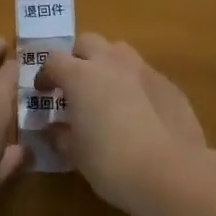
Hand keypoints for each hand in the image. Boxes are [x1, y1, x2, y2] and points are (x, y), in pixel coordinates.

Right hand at [36, 34, 208, 215]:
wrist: (171, 173)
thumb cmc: (111, 162)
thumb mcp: (76, 153)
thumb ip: (60, 135)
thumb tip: (54, 129)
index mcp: (81, 76)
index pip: (54, 60)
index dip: (45, 75)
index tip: (44, 93)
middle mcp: (112, 63)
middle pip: (88, 42)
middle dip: (77, 57)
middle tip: (74, 84)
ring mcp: (144, 70)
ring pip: (119, 51)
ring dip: (107, 64)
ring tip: (106, 91)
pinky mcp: (169, 85)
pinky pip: (144, 74)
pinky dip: (134, 84)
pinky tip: (138, 111)